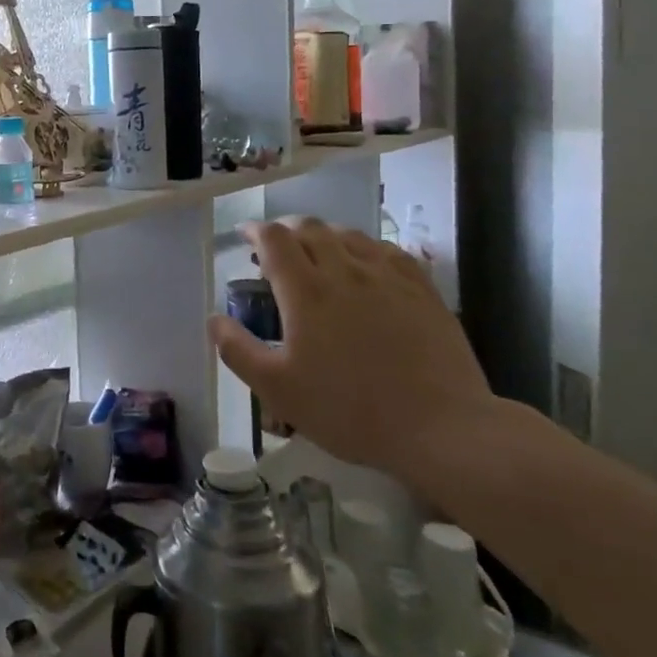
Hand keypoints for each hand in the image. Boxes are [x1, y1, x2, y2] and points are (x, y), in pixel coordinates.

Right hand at [207, 219, 495, 486]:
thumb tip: (215, 319)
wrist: (441, 428)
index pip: (274, 238)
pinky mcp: (421, 289)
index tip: (245, 237)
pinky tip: (365, 265)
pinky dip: (364, 248)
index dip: (255, 230)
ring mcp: (387, 277)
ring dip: (324, 236)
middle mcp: (344, 271)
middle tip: (276, 248)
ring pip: (349, 234)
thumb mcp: (278, 390)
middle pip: (310, 228)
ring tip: (318, 255)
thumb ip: (238, 351)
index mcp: (306, 291)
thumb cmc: (350, 410)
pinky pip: (386, 250)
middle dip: (286, 230)